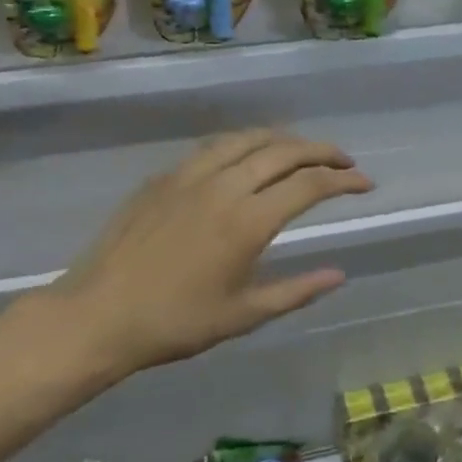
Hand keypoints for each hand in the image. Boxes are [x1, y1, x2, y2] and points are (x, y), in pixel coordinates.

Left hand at [18, 130, 372, 382]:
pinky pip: (215, 147)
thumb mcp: (243, 315)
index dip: (343, 180)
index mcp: (247, 221)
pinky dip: (245, 143)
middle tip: (344, 161)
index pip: (309, 184)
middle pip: (284, 150)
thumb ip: (296, 291)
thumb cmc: (174, 323)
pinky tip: (248, 156)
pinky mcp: (164, 177)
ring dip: (284, 139)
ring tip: (302, 150)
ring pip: (248, 138)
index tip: (365, 183)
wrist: (97, 315)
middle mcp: (224, 186)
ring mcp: (190, 175)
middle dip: (322, 150)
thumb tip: (339, 275)